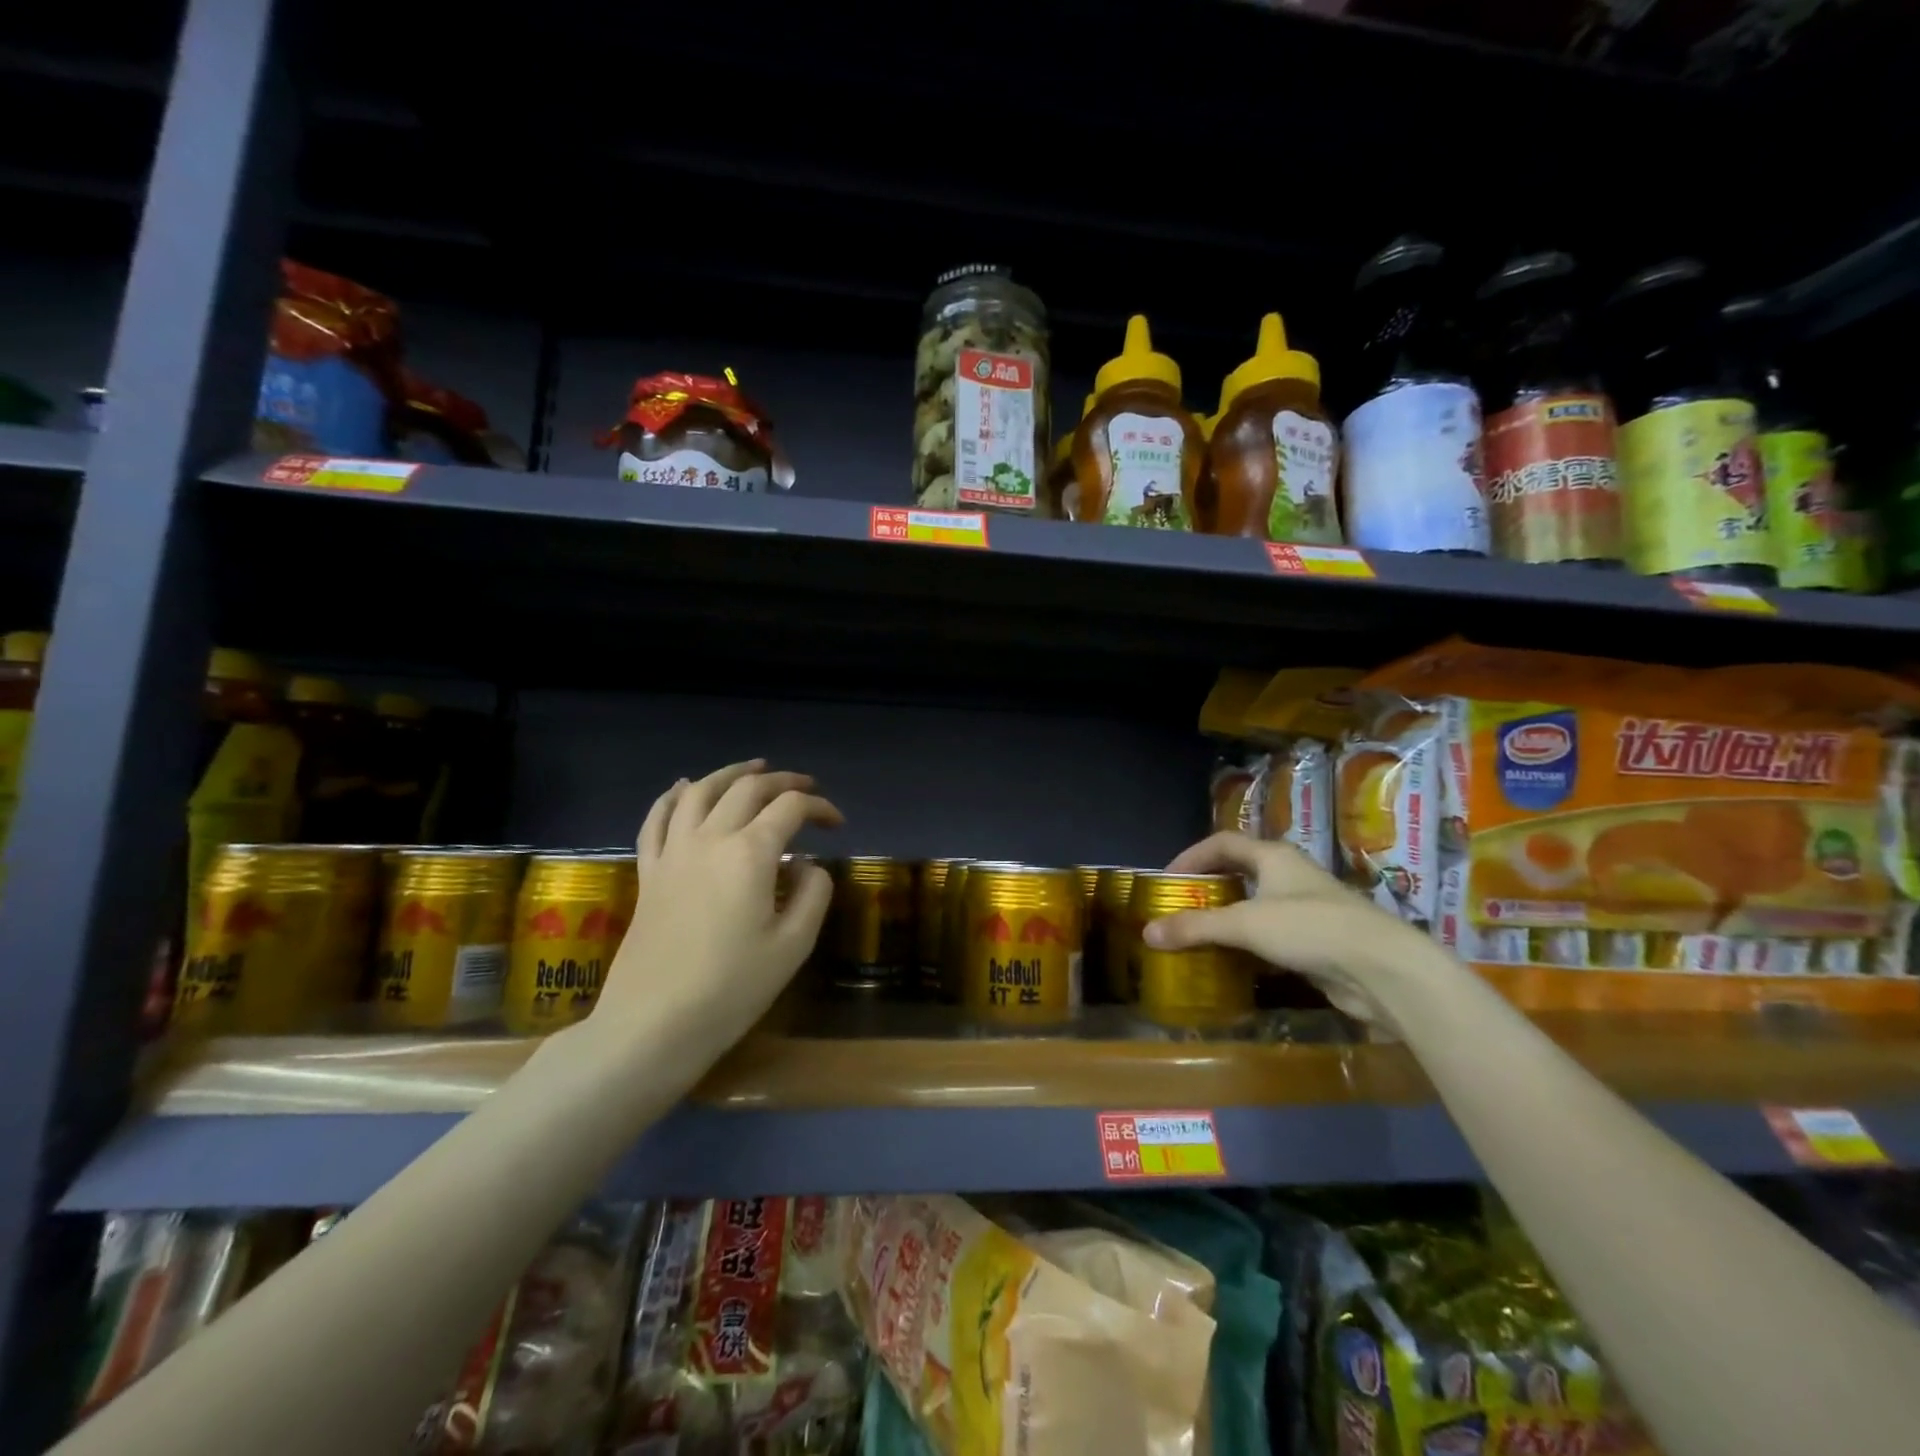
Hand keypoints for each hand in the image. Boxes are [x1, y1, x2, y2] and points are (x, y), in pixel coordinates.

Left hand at [596, 760, 840, 1058]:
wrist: (652, 1024)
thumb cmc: (731, 988)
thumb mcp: (793, 945)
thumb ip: (812, 893)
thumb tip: (805, 864)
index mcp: (750, 853)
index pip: (790, 808)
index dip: (819, 807)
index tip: (837, 824)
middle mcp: (710, 839)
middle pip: (747, 789)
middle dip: (782, 781)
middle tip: (806, 788)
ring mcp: (673, 852)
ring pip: (701, 792)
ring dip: (730, 773)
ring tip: (754, 768)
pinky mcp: (649, 872)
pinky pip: (657, 819)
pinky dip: (673, 796)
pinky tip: (684, 787)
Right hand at [1141, 832, 1441, 1023]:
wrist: (1383, 970)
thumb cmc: (1310, 929)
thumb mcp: (1244, 924)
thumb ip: (1195, 927)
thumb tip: (1147, 933)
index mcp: (1273, 856)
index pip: (1223, 843)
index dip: (1192, 856)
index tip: (1167, 880)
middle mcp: (1290, 875)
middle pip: (1241, 871)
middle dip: (1209, 886)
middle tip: (1181, 906)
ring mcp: (1308, 908)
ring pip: (1258, 904)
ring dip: (1229, 917)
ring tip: (1201, 935)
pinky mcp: (1319, 940)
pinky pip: (1273, 935)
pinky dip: (1250, 944)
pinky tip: (1235, 962)